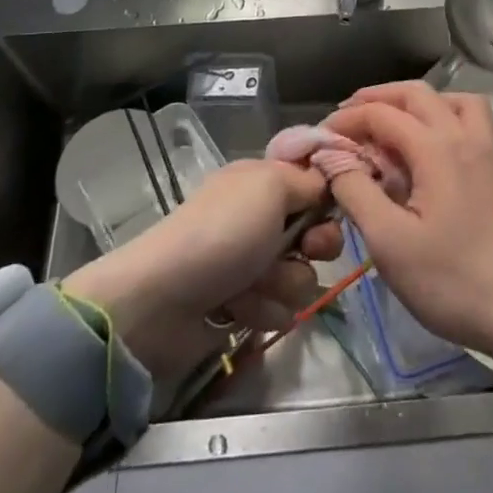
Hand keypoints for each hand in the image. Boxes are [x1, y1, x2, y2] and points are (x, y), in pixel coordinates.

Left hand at [62, 160, 341, 377]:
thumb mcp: (270, 187)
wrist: (162, 302)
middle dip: (314, 247)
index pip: (312, 185)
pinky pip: (278, 309)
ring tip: (253, 287)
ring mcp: (249, 264)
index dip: (327, 199)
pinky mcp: (242, 305)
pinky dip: (262, 310)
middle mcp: (258, 219)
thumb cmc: (223, 234)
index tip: (330, 211)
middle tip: (305, 251)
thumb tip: (326, 186)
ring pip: (300, 277)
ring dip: (283, 284)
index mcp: (261, 182)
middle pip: (313, 233)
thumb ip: (308, 182)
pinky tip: (238, 310)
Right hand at [324, 82, 492, 368]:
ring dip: (415, 102)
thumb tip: (331, 158)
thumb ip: (356, 192)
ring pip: (450, 100)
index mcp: (436, 148)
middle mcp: (463, 136)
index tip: (319, 139)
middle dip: (377, 98)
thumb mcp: (391, 243)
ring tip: (390, 124)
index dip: (346, 120)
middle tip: (347, 119)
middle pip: (417, 94)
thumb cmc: (454, 279)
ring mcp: (486, 150)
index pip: (382, 114)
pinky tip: (428, 147)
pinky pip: (468, 120)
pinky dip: (441, 116)